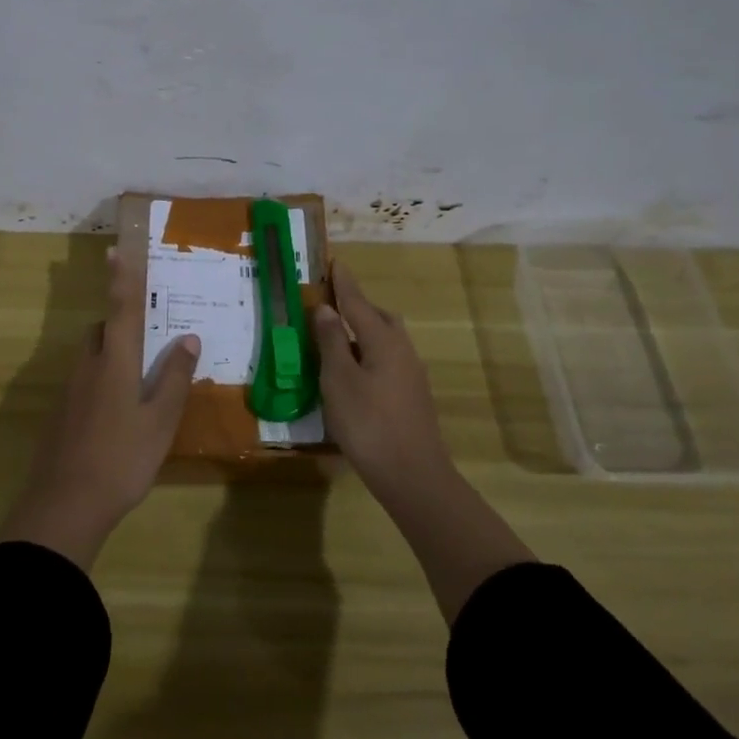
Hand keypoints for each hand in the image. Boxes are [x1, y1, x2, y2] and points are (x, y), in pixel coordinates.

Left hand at [0, 248, 199, 570]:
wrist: (64, 505)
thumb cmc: (121, 459)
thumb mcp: (160, 421)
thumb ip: (175, 378)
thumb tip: (188, 338)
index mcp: (115, 362)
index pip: (120, 309)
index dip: (122, 279)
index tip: (116, 250)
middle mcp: (88, 367)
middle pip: (102, 331)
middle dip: (120, 326)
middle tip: (147, 341)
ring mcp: (69, 391)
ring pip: (91, 358)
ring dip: (111, 356)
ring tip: (138, 382)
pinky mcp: (60, 415)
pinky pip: (83, 383)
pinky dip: (101, 383)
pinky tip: (116, 416)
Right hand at [312, 259, 452, 504]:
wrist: (413, 476)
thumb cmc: (368, 423)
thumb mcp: (338, 379)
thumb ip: (331, 341)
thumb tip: (325, 308)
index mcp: (383, 340)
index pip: (358, 302)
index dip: (343, 283)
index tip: (334, 262)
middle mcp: (402, 350)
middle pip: (379, 318)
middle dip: (357, 307)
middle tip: (332, 304)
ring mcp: (411, 375)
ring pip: (386, 340)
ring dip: (364, 332)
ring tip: (338, 340)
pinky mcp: (413, 397)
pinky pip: (388, 360)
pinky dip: (369, 354)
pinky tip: (354, 373)